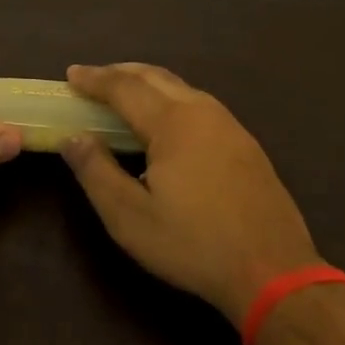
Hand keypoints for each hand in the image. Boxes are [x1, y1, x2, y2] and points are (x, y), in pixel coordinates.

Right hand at [61, 62, 322, 325]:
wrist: (274, 271)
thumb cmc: (193, 244)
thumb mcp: (130, 217)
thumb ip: (96, 171)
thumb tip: (73, 138)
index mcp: (172, 122)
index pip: (124, 87)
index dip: (94, 79)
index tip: (70, 74)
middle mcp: (202, 111)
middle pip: (154, 77)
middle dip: (119, 72)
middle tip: (92, 79)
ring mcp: (229, 125)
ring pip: (180, 87)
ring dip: (147, 83)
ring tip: (124, 94)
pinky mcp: (245, 143)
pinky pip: (198, 103)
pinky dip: (170, 98)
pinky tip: (167, 120)